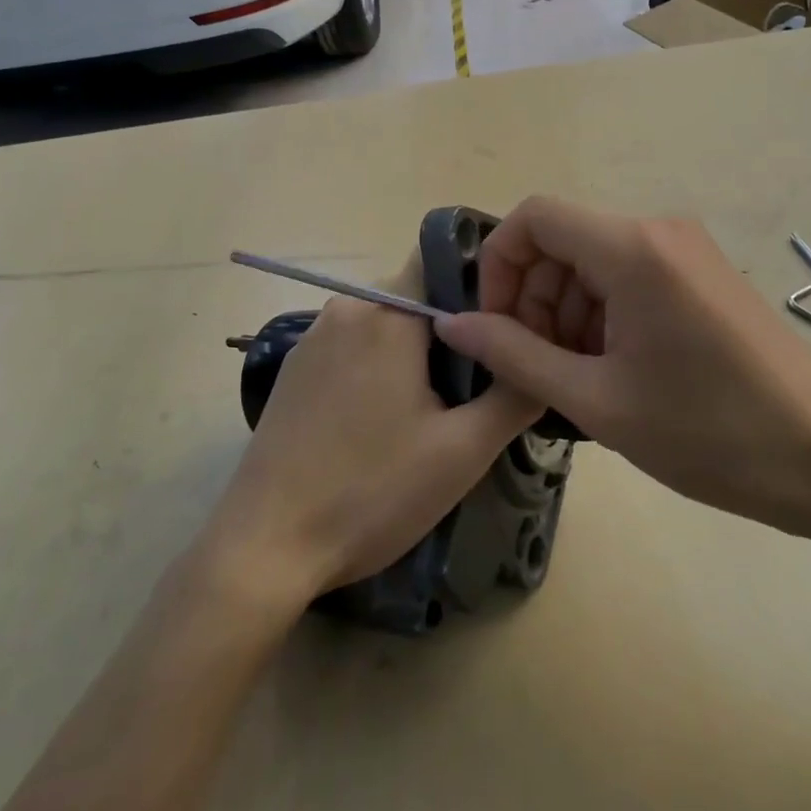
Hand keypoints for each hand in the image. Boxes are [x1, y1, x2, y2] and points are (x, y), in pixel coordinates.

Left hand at [203, 254, 541, 607]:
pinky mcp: (292, 367)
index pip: (442, 267)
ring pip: (381, 327)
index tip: (498, 341)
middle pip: (414, 302)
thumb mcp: (462, 451)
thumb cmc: (372, 492)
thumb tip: (543, 361)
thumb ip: (513, 395)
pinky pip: (349, 348)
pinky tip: (374, 427)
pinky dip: (372, 371)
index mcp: (388, 313)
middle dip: (445, 339)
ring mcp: (312, 337)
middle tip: (464, 398)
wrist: (267, 543)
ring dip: (408, 358)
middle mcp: (347, 308)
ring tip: (424, 418)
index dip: (477, 296)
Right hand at [436, 197, 810, 538]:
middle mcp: (657, 230)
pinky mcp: (701, 274)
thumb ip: (514, 356)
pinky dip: (601, 314)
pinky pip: (627, 276)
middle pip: (561, 241)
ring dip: (565, 311)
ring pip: (591, 261)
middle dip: (532, 297)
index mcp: (631, 248)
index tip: (496, 325)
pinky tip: (613, 370)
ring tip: (577, 379)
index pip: (532, 216)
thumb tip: (452, 324)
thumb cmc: (710, 433)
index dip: (498, 264)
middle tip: (536, 366)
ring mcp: (685, 250)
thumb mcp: (597, 401)